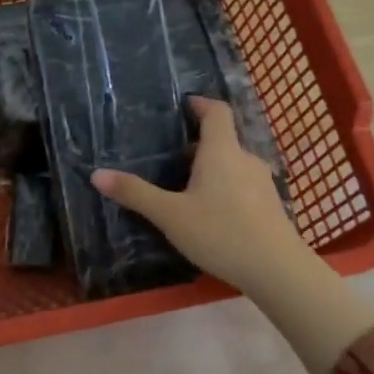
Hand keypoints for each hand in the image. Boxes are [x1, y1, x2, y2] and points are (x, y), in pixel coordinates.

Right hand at [91, 97, 307, 296]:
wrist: (276, 269)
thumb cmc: (220, 233)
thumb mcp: (170, 215)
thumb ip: (135, 194)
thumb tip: (96, 174)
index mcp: (221, 152)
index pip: (216, 112)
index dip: (200, 104)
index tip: (183, 105)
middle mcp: (245, 159)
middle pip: (222, 139)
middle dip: (197, 143)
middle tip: (170, 155)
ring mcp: (261, 182)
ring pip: (232, 164)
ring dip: (211, 167)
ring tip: (185, 185)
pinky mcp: (269, 205)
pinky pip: (242, 184)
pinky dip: (224, 186)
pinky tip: (209, 211)